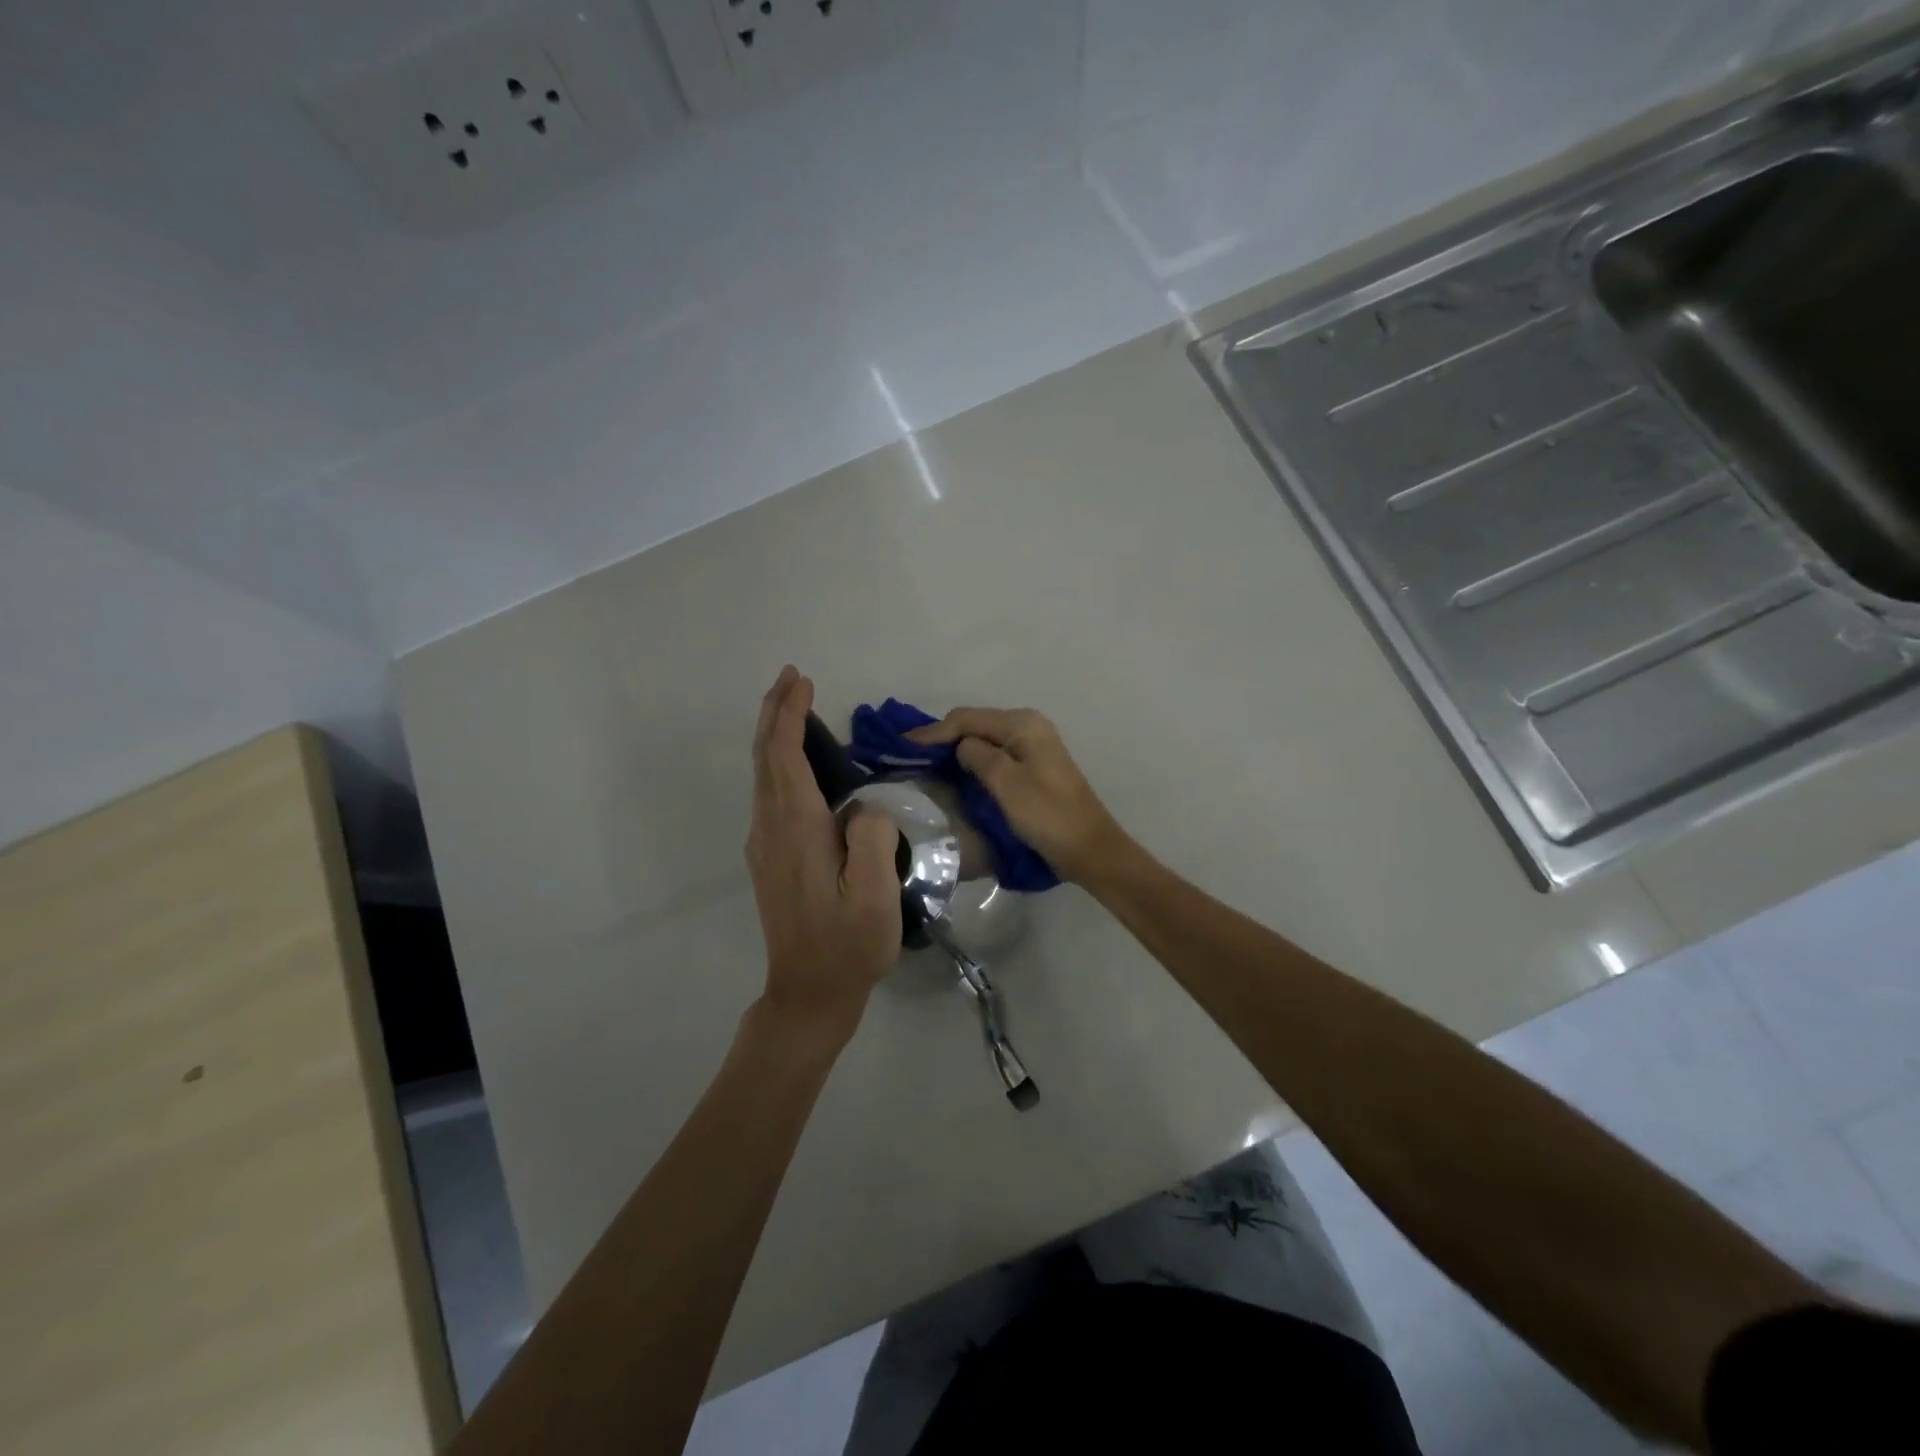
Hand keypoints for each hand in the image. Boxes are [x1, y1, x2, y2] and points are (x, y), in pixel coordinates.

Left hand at [745, 667, 901, 1044]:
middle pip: (765, 758)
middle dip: (774, 712)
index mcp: (797, 831)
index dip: (790, 716)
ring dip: (774, 734)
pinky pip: (769, 793)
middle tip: (791, 677)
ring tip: (793, 705)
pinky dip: (778, 761)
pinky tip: (795, 760)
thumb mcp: (875, 896)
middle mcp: (772, 829)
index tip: (802, 682)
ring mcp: (766, 844)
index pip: (785, 757)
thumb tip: (864, 806)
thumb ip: (871, 838)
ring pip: (763, 774)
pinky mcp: (770, 857)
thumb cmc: (848, 945)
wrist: (808, 993)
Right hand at [906, 707, 1128, 884]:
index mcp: (1022, 724)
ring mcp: (1033, 745)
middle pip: (976, 724)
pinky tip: (957, 774)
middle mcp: (1029, 726)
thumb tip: (961, 746)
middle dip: (944, 738)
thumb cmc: (1047, 815)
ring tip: (927, 765)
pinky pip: (996, 754)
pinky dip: (974, 761)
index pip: (967, 718)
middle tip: (911, 758)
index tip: (903, 748)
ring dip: (957, 750)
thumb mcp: (1006, 783)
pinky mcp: (1034, 765)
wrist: (1089, 848)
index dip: (934, 732)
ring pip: (984, 740)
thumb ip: (977, 756)